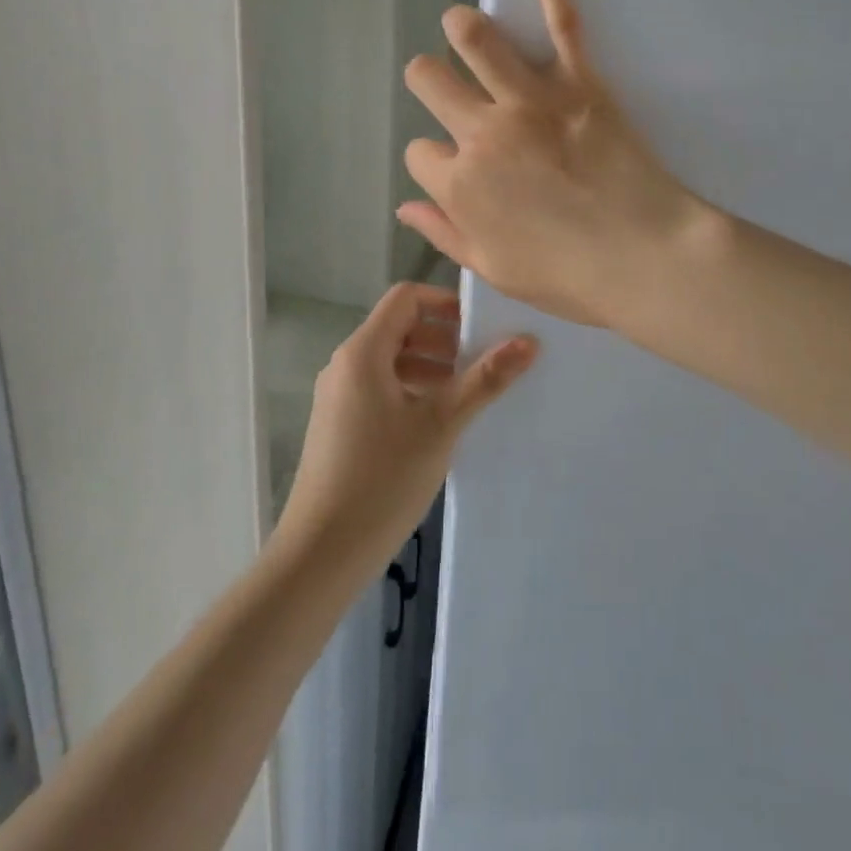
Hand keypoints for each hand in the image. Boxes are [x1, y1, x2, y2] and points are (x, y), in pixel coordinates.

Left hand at [275, 283, 535, 574]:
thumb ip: (484, 379)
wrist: (322, 553)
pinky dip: (411, 390)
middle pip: (399, 327)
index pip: (406, 298)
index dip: (445, 303)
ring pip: (391, 360)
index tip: (481, 326)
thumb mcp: (441, 424)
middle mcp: (345, 363)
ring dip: (430, 367)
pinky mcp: (339, 424)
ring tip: (467, 394)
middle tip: (482, 362)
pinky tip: (438, 423)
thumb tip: (528, 341)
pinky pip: (379, 387)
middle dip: (443, 338)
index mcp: (363, 351)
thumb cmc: (383, 478)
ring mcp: (338, 395)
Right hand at [399, 0, 707, 329]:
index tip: (458, 170)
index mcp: (460, 185)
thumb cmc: (570, 276)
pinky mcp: (578, 81)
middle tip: (453, 90)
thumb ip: (444, 232)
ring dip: (463, 28)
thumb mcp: (493, 269)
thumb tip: (404, 206)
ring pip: (472, 37)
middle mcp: (480, 132)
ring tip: (466, 30)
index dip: (435, 160)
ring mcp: (528, 100)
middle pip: (428, 79)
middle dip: (431, 81)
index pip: (419, 152)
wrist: (645, 259)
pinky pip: (560, 18)